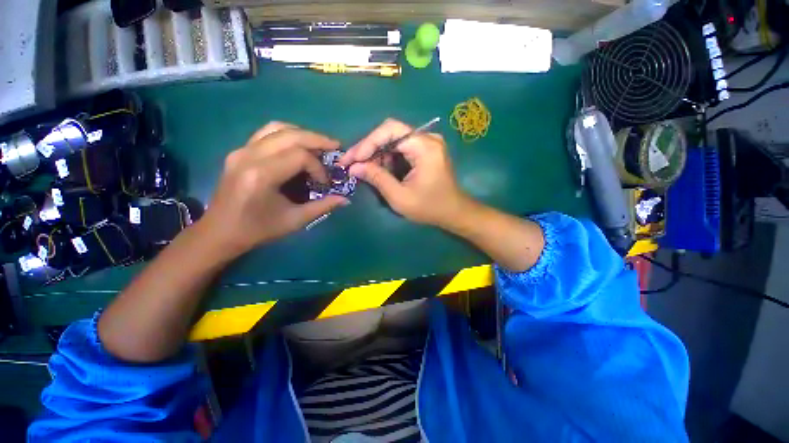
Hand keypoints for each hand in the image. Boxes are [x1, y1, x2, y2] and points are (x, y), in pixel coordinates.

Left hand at [201, 122, 348, 255]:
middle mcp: (249, 156)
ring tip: (319, 144)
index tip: (324, 183)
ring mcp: (241, 150)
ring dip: (302, 133)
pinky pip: (267, 133)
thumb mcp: (294, 221)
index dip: (318, 168)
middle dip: (317, 140)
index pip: (299, 156)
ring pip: (277, 128)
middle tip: (335, 147)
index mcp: (261, 175)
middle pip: (290, 135)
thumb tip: (345, 200)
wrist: (219, 232)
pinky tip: (298, 145)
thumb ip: (322, 207)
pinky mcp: (239, 151)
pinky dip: (287, 134)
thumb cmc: (257, 230)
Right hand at [339, 119, 471, 227]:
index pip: (390, 130)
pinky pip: (401, 149)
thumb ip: (377, 178)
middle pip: (390, 133)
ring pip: (394, 141)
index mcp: (425, 147)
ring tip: (363, 170)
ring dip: (377, 155)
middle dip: (369, 149)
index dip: (367, 143)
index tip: (352, 159)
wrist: (453, 212)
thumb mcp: (400, 197)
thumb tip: (354, 167)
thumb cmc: (430, 208)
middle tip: (351, 164)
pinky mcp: (425, 151)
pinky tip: (378, 170)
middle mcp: (427, 139)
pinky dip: (387, 159)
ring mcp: (427, 144)